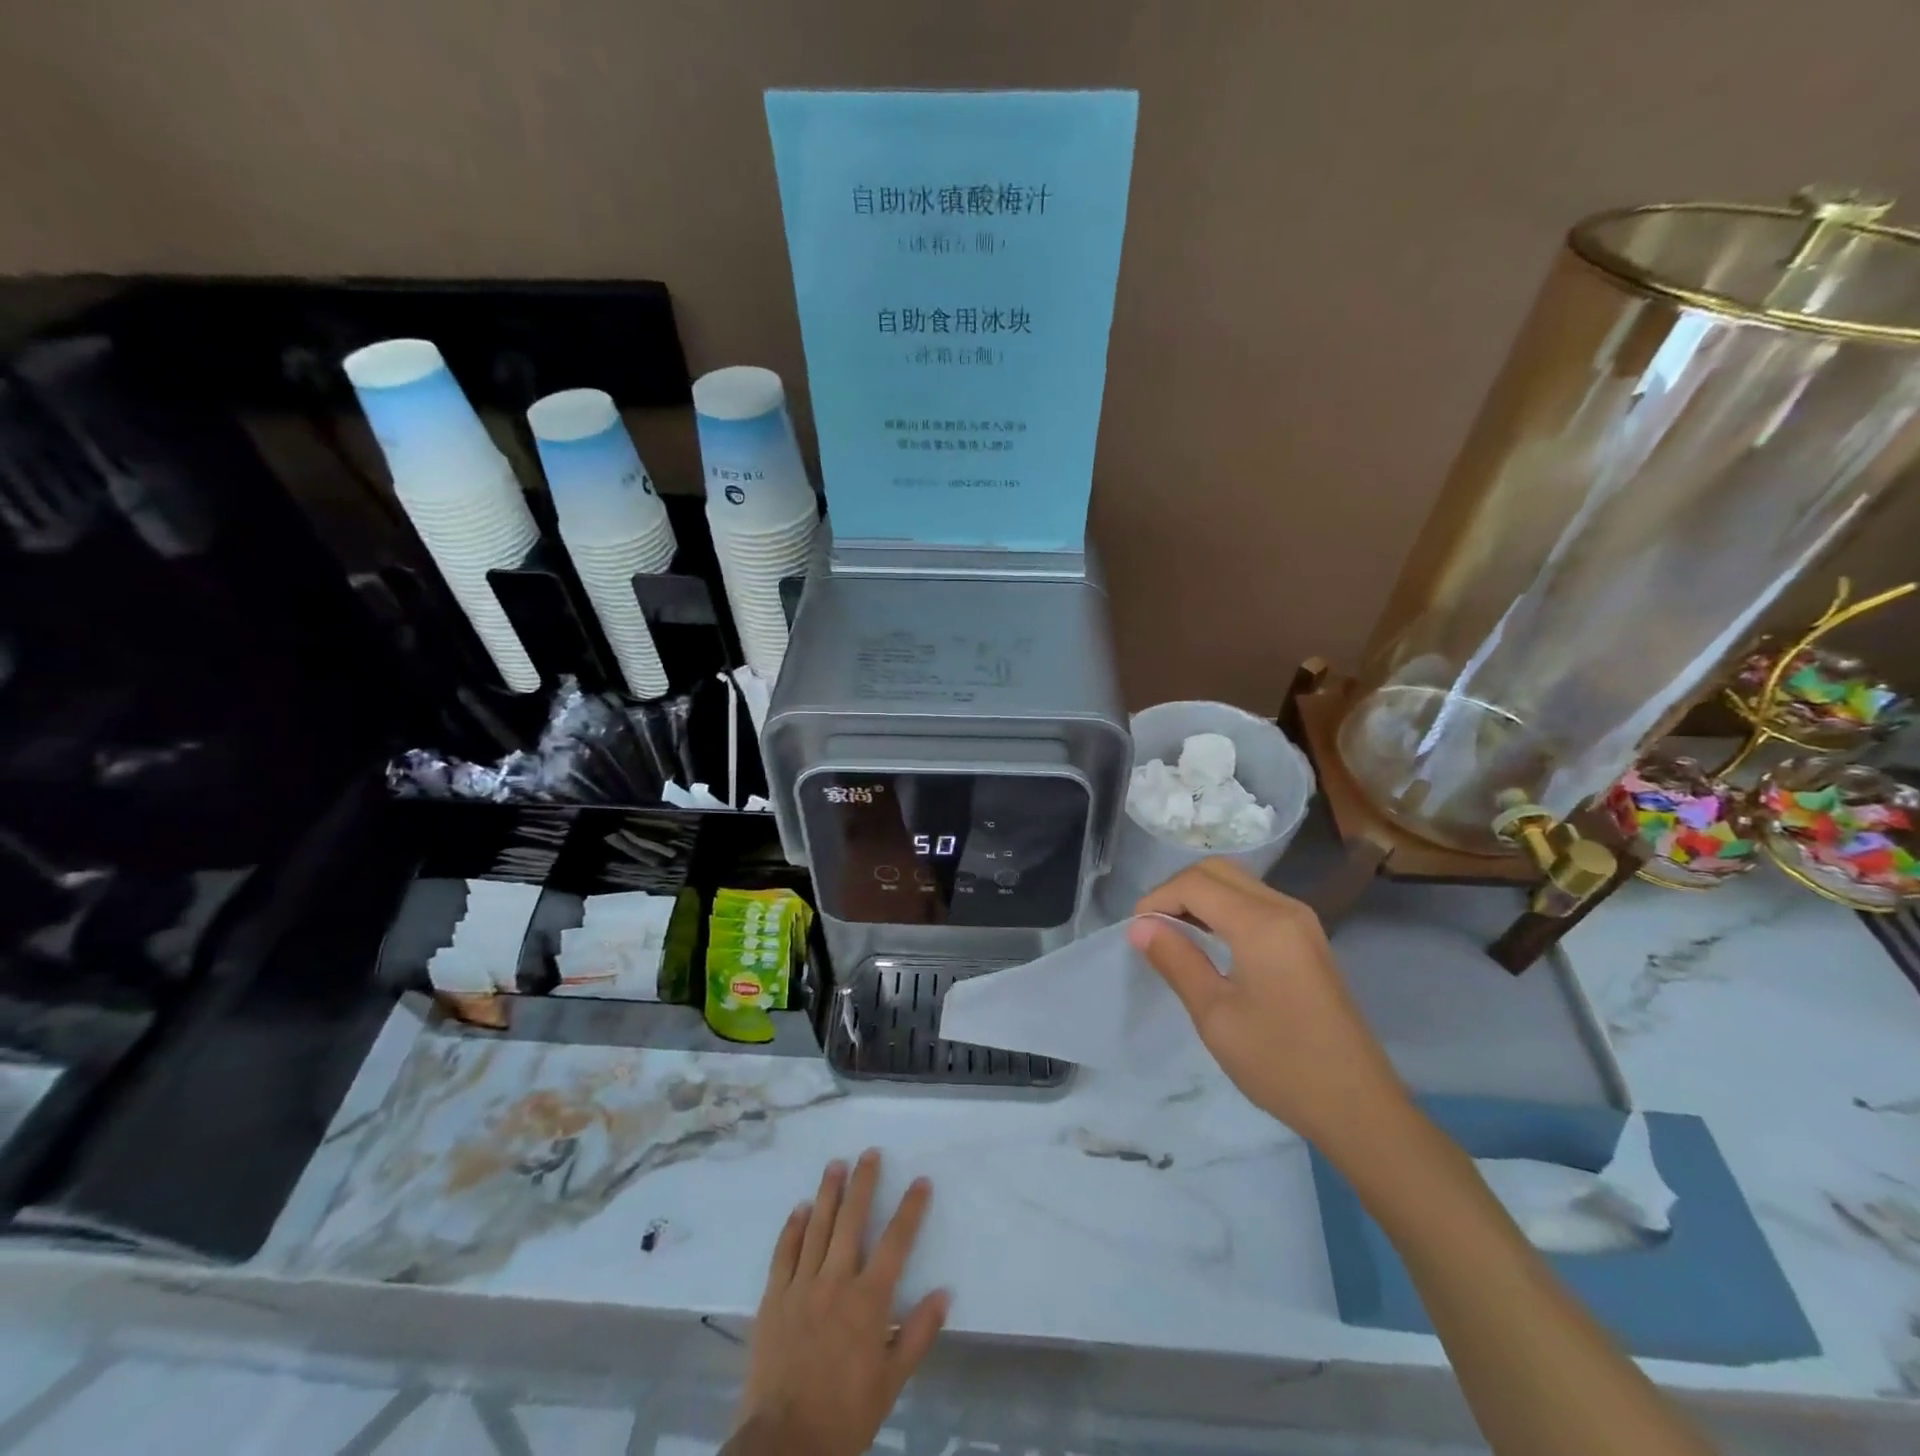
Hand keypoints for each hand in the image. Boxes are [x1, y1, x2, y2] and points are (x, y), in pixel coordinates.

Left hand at [731, 1150, 947, 1455]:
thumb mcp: (891, 1381)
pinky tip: (800, 1208)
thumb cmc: (845, 1413)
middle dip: (863, 1183)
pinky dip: (793, 1227)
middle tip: (869, 1153)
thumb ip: (918, 1334)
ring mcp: (801, 1286)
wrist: (784, 1444)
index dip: (910, 1209)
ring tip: (835, 1164)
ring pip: (817, 1227)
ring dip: (828, 1192)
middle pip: (851, 1220)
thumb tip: (945, 1293)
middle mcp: (835, 1282)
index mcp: (868, 1300)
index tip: (921, 1181)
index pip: (896, 1242)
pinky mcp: (773, 1298)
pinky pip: (784, 1253)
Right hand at [1131, 859, 1412, 1157]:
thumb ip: (1176, 961)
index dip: (1157, 898)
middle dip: (1177, 889)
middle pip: (1218, 870)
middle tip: (1153, 927)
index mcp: (1261, 923)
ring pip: (1238, 882)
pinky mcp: (1308, 938)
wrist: (1358, 1106)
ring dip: (1200, 896)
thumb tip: (1139, 927)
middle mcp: (1285, 908)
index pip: (1195, 883)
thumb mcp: (1215, 1016)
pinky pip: (1256, 901)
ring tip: (1174, 934)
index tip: (1136, 932)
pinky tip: (1209, 941)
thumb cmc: (1281, 1064)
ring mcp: (1302, 921)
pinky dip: (1223, 908)